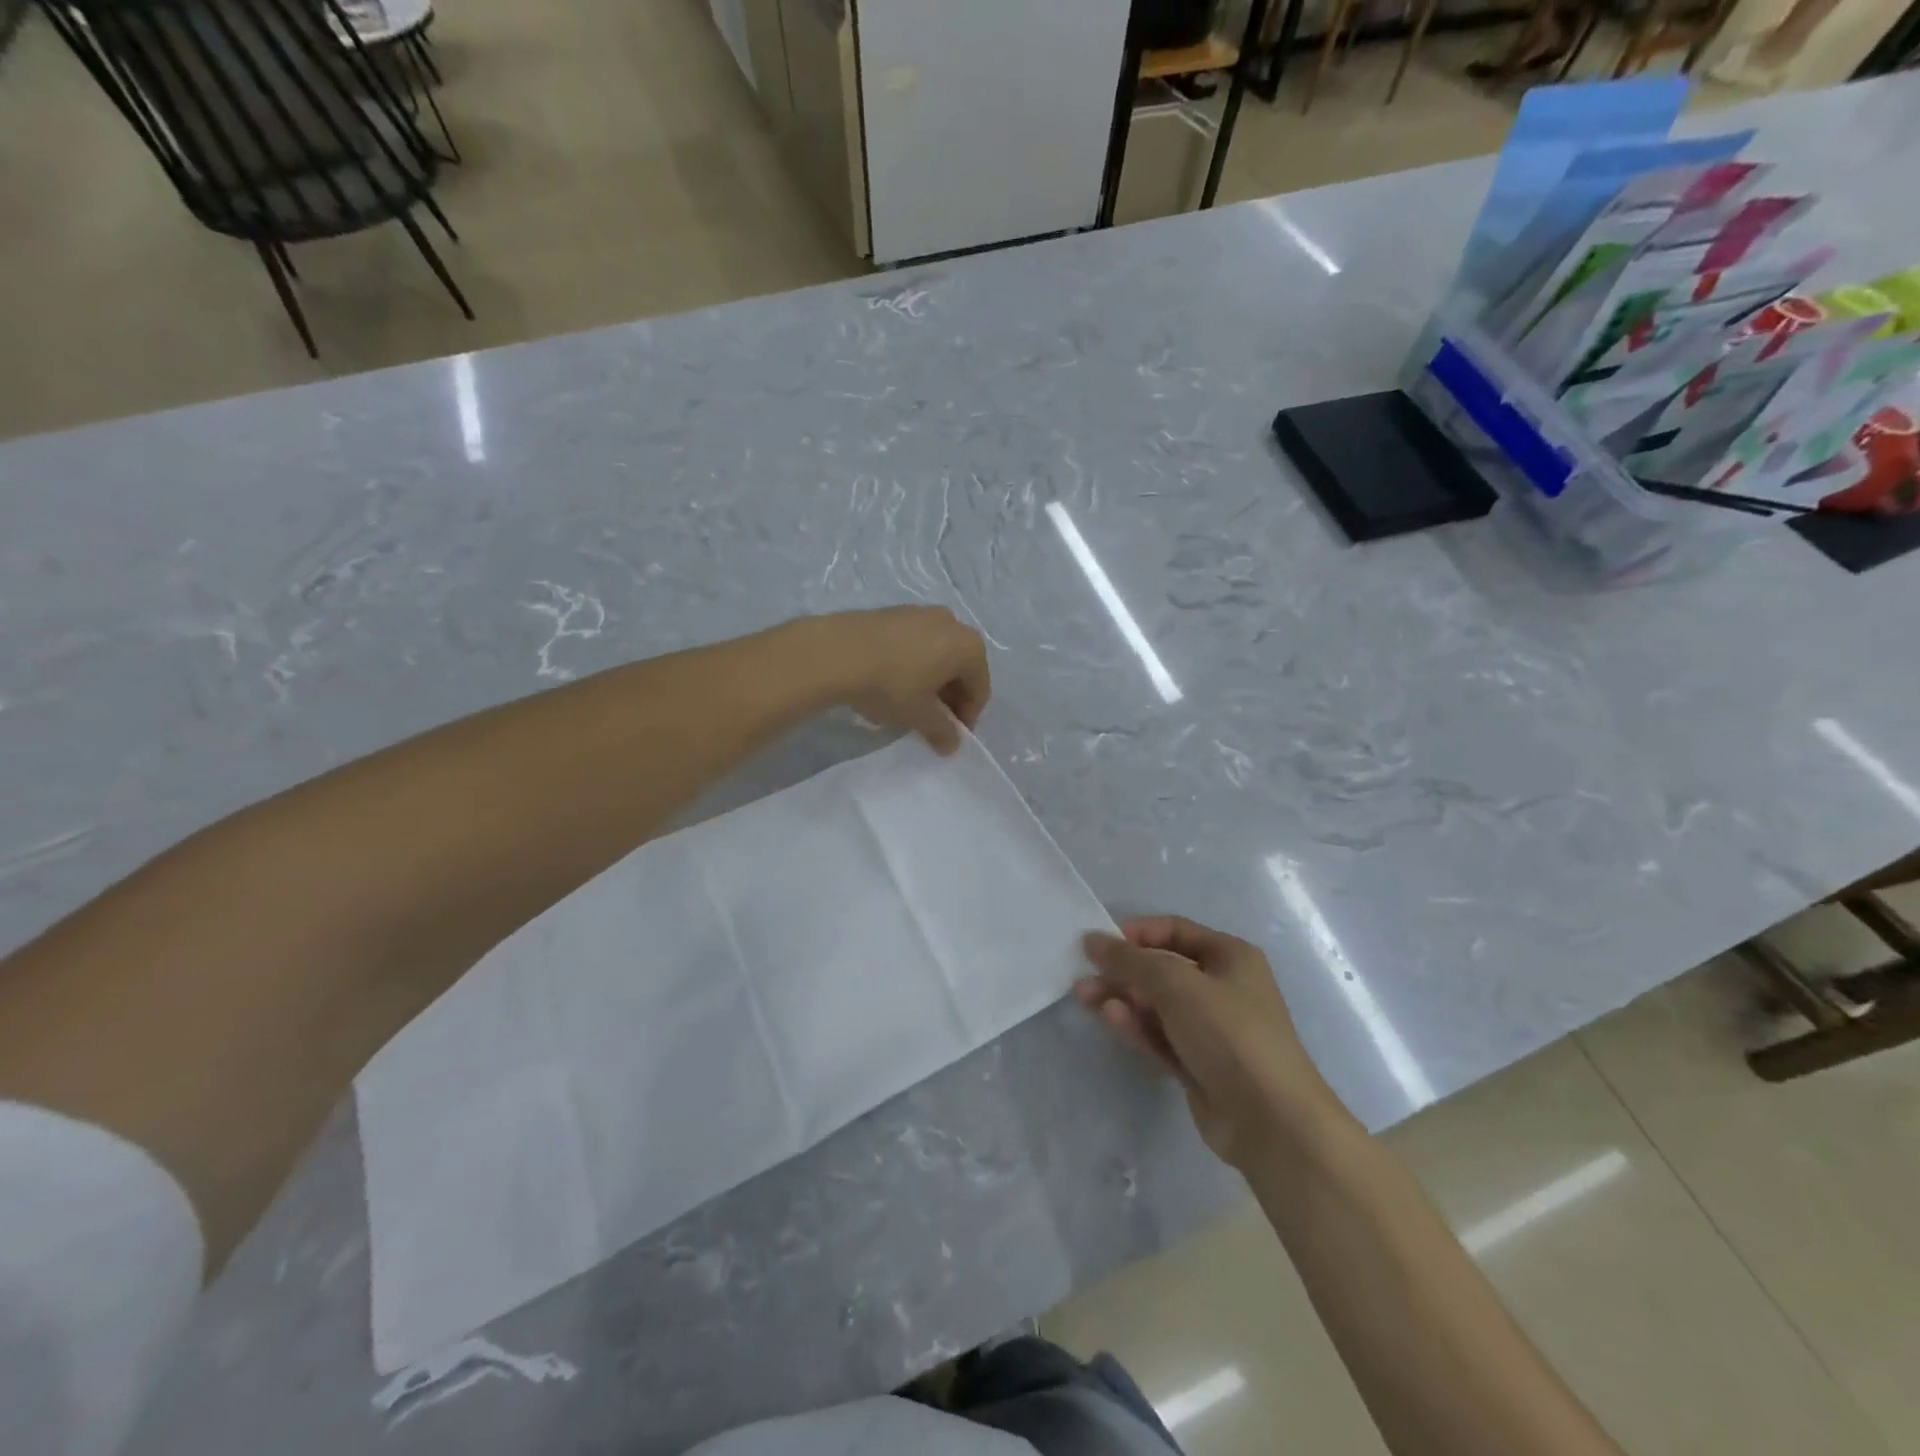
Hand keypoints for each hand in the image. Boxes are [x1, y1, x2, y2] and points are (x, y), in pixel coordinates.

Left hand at [814, 606, 990, 753]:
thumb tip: (952, 744)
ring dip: (929, 681)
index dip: (967, 716)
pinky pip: (913, 644)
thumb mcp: (920, 716)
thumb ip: (942, 731)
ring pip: (935, 655)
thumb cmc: (891, 685)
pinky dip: (910, 665)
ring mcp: (920, 613)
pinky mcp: (893, 612)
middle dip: (948, 698)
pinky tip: (888, 683)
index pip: (979, 688)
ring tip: (907, 704)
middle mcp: (951, 622)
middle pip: (959, 668)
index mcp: (968, 646)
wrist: (836, 652)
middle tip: (931, 721)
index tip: (950, 735)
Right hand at [1076, 916, 1333, 1167]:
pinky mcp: (1198, 1063)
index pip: (1175, 930)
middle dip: (1122, 970)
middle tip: (1083, 974)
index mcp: (1230, 956)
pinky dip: (1136, 1025)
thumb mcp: (1176, 984)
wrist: (1270, 1120)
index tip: (1101, 941)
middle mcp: (1222, 987)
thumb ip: (1130, 960)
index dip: (1137, 932)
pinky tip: (1110, 1018)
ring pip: (1156, 1004)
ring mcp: (1210, 1029)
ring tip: (1084, 997)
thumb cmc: (1228, 1033)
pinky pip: (1160, 1035)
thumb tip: (1093, 940)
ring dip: (1122, 998)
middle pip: (1161, 969)